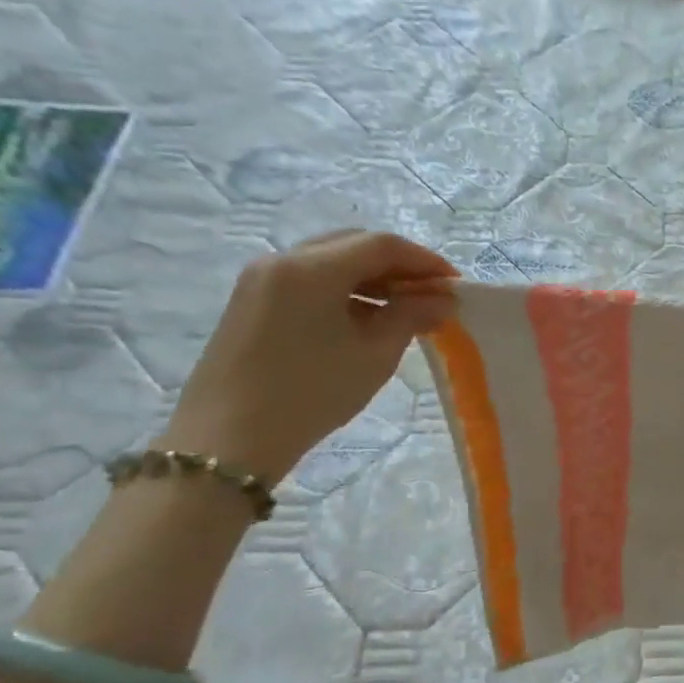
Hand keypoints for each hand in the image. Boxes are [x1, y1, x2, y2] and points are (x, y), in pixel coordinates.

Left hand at [160, 230, 456, 481]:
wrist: (229, 438)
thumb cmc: (311, 393)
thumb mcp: (374, 355)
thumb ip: (412, 316)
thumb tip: (442, 299)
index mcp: (313, 269)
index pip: (382, 245)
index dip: (425, 261)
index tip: (454, 285)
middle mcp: (283, 260)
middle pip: (354, 244)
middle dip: (399, 265)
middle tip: (431, 294)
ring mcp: (262, 278)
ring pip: (331, 259)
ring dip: (373, 276)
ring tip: (403, 309)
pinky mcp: (252, 299)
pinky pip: (310, 278)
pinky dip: (345, 288)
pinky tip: (365, 318)